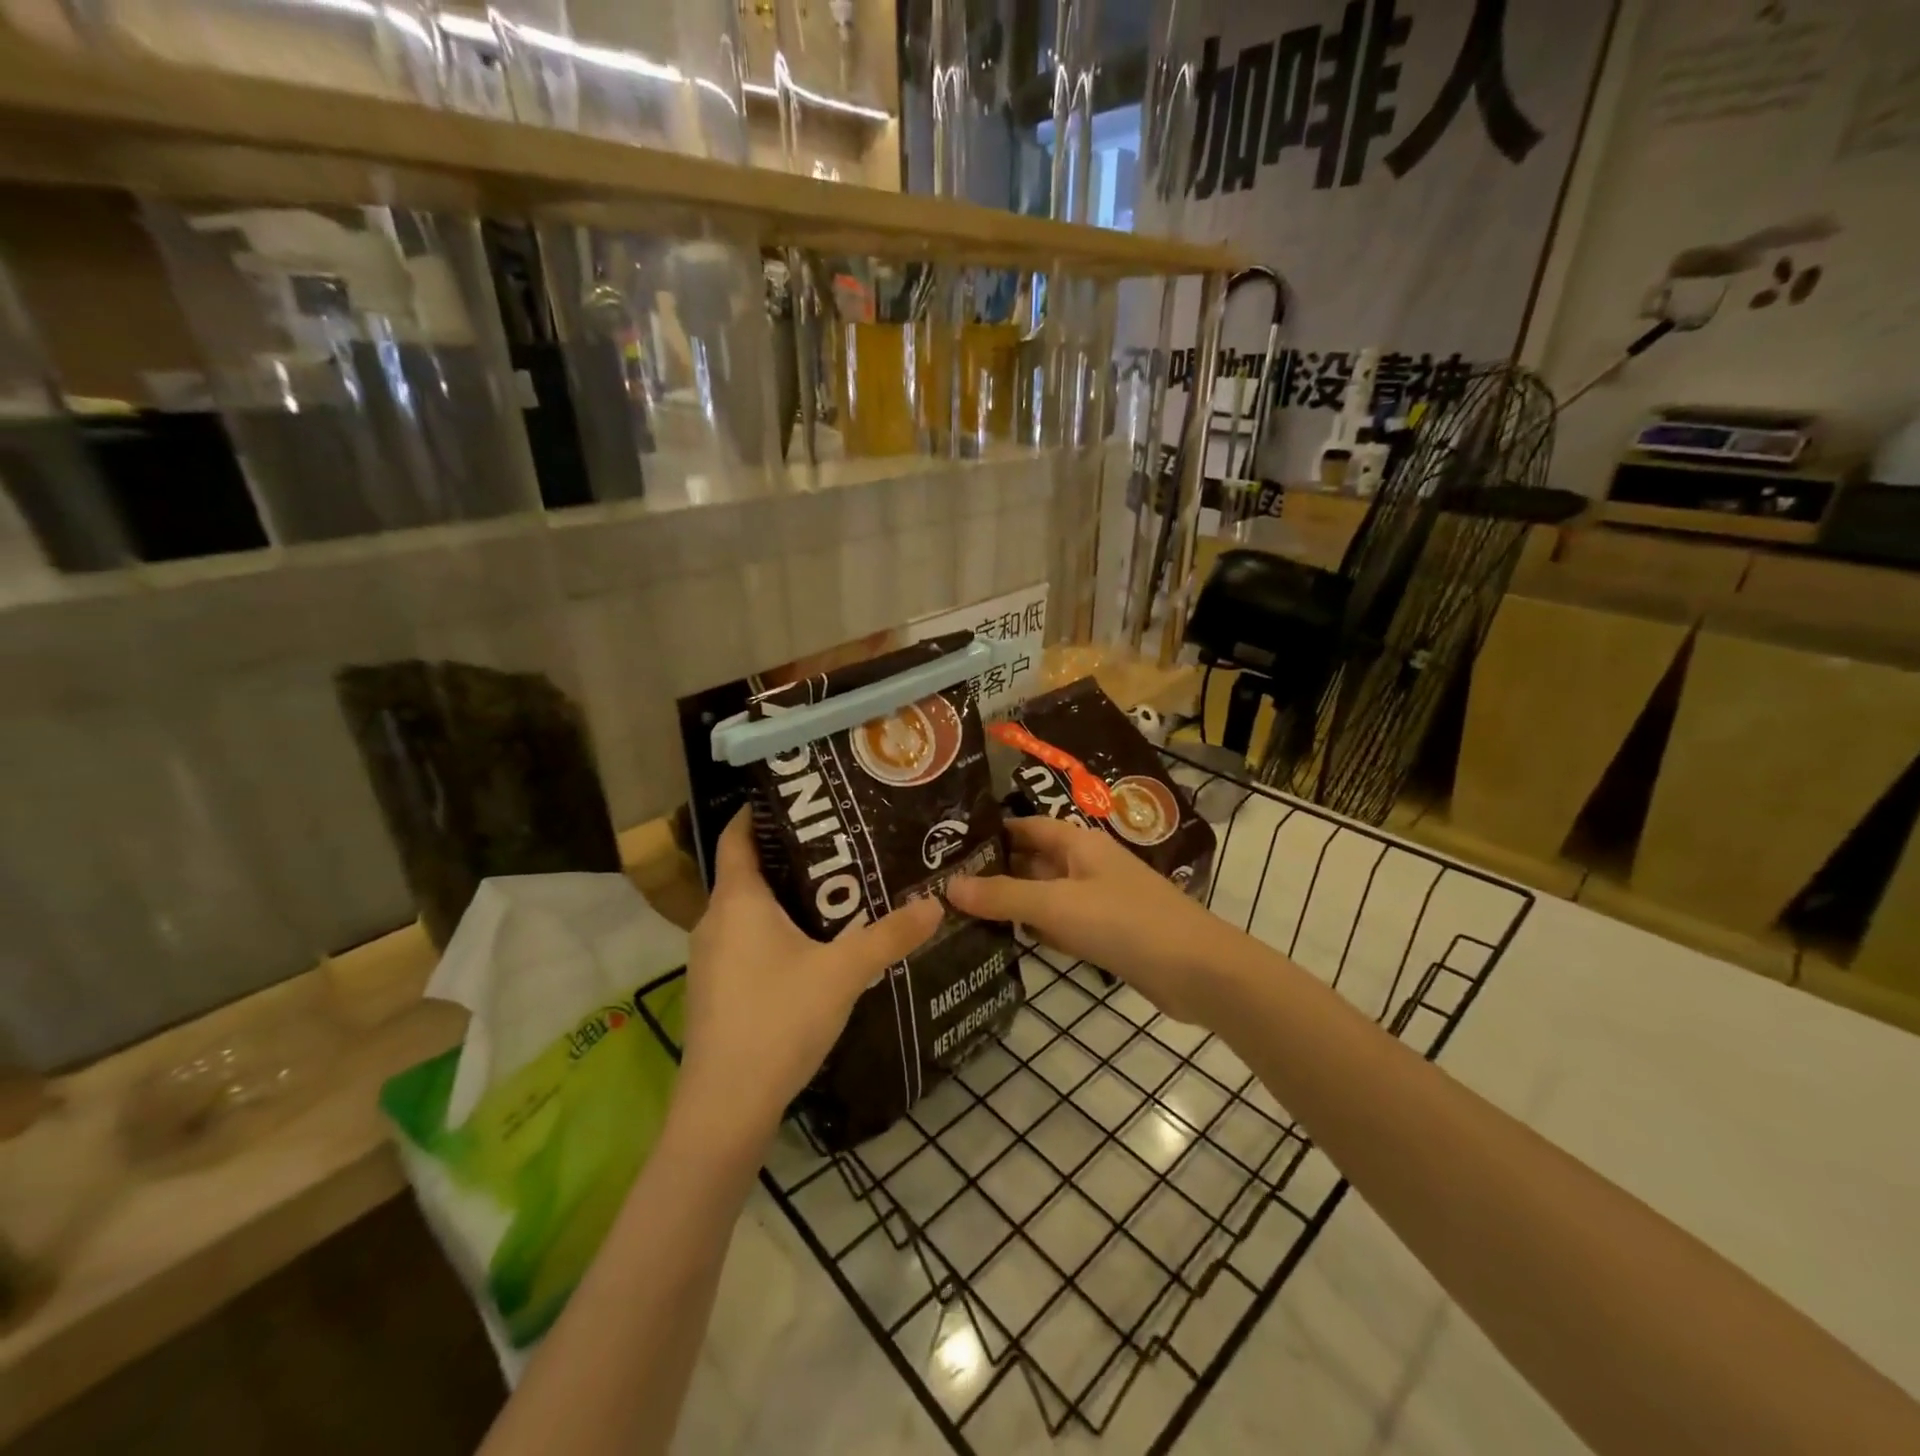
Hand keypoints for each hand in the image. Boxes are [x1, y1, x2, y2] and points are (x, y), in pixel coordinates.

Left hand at [679, 809, 941, 1142]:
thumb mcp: (843, 972)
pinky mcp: (717, 990)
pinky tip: (813, 945)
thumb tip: (935, 903)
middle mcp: (715, 921)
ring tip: (836, 889)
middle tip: (839, 842)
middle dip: (790, 854)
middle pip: (748, 871)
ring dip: (785, 896)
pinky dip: (775, 929)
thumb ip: (890, 935)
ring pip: (748, 910)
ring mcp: (710, 959)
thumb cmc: (778, 1020)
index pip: (737, 836)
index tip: (797, 794)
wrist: (726, 1108)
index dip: (759, 811)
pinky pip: (746, 940)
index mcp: (737, 901)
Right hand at [947, 817, 1233, 1026]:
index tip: (946, 845)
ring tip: (959, 913)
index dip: (990, 833)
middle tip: (941, 886)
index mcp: (1078, 843)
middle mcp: (1085, 865)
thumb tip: (947, 887)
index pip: (1025, 827)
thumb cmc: (1125, 922)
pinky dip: (1035, 931)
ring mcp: (1096, 901)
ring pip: (1043, 895)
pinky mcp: (1105, 935)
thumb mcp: (1057, 905)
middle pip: (1031, 860)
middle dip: (993, 871)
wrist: (1197, 971)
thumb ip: (1003, 896)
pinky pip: (1060, 924)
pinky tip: (1003, 942)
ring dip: (1011, 904)